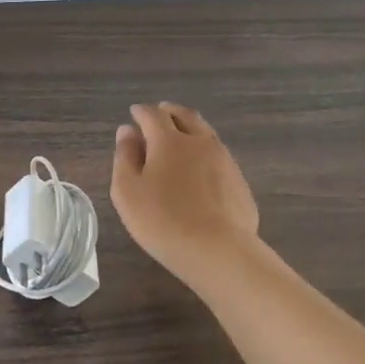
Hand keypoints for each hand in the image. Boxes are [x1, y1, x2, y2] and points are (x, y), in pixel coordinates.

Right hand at [111, 102, 260, 281]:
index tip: (134, 113)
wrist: (219, 251)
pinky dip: (205, 153)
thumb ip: (125, 157)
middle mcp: (200, 142)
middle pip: (185, 116)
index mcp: (169, 140)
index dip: (141, 112)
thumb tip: (126, 130)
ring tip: (181, 138)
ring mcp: (225, 161)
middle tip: (160, 114)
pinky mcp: (239, 183)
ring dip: (191, 129)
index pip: (153, 115)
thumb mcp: (127, 191)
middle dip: (169, 112)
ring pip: (206, 134)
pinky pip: (219, 157)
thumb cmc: (162, 220)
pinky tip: (201, 170)